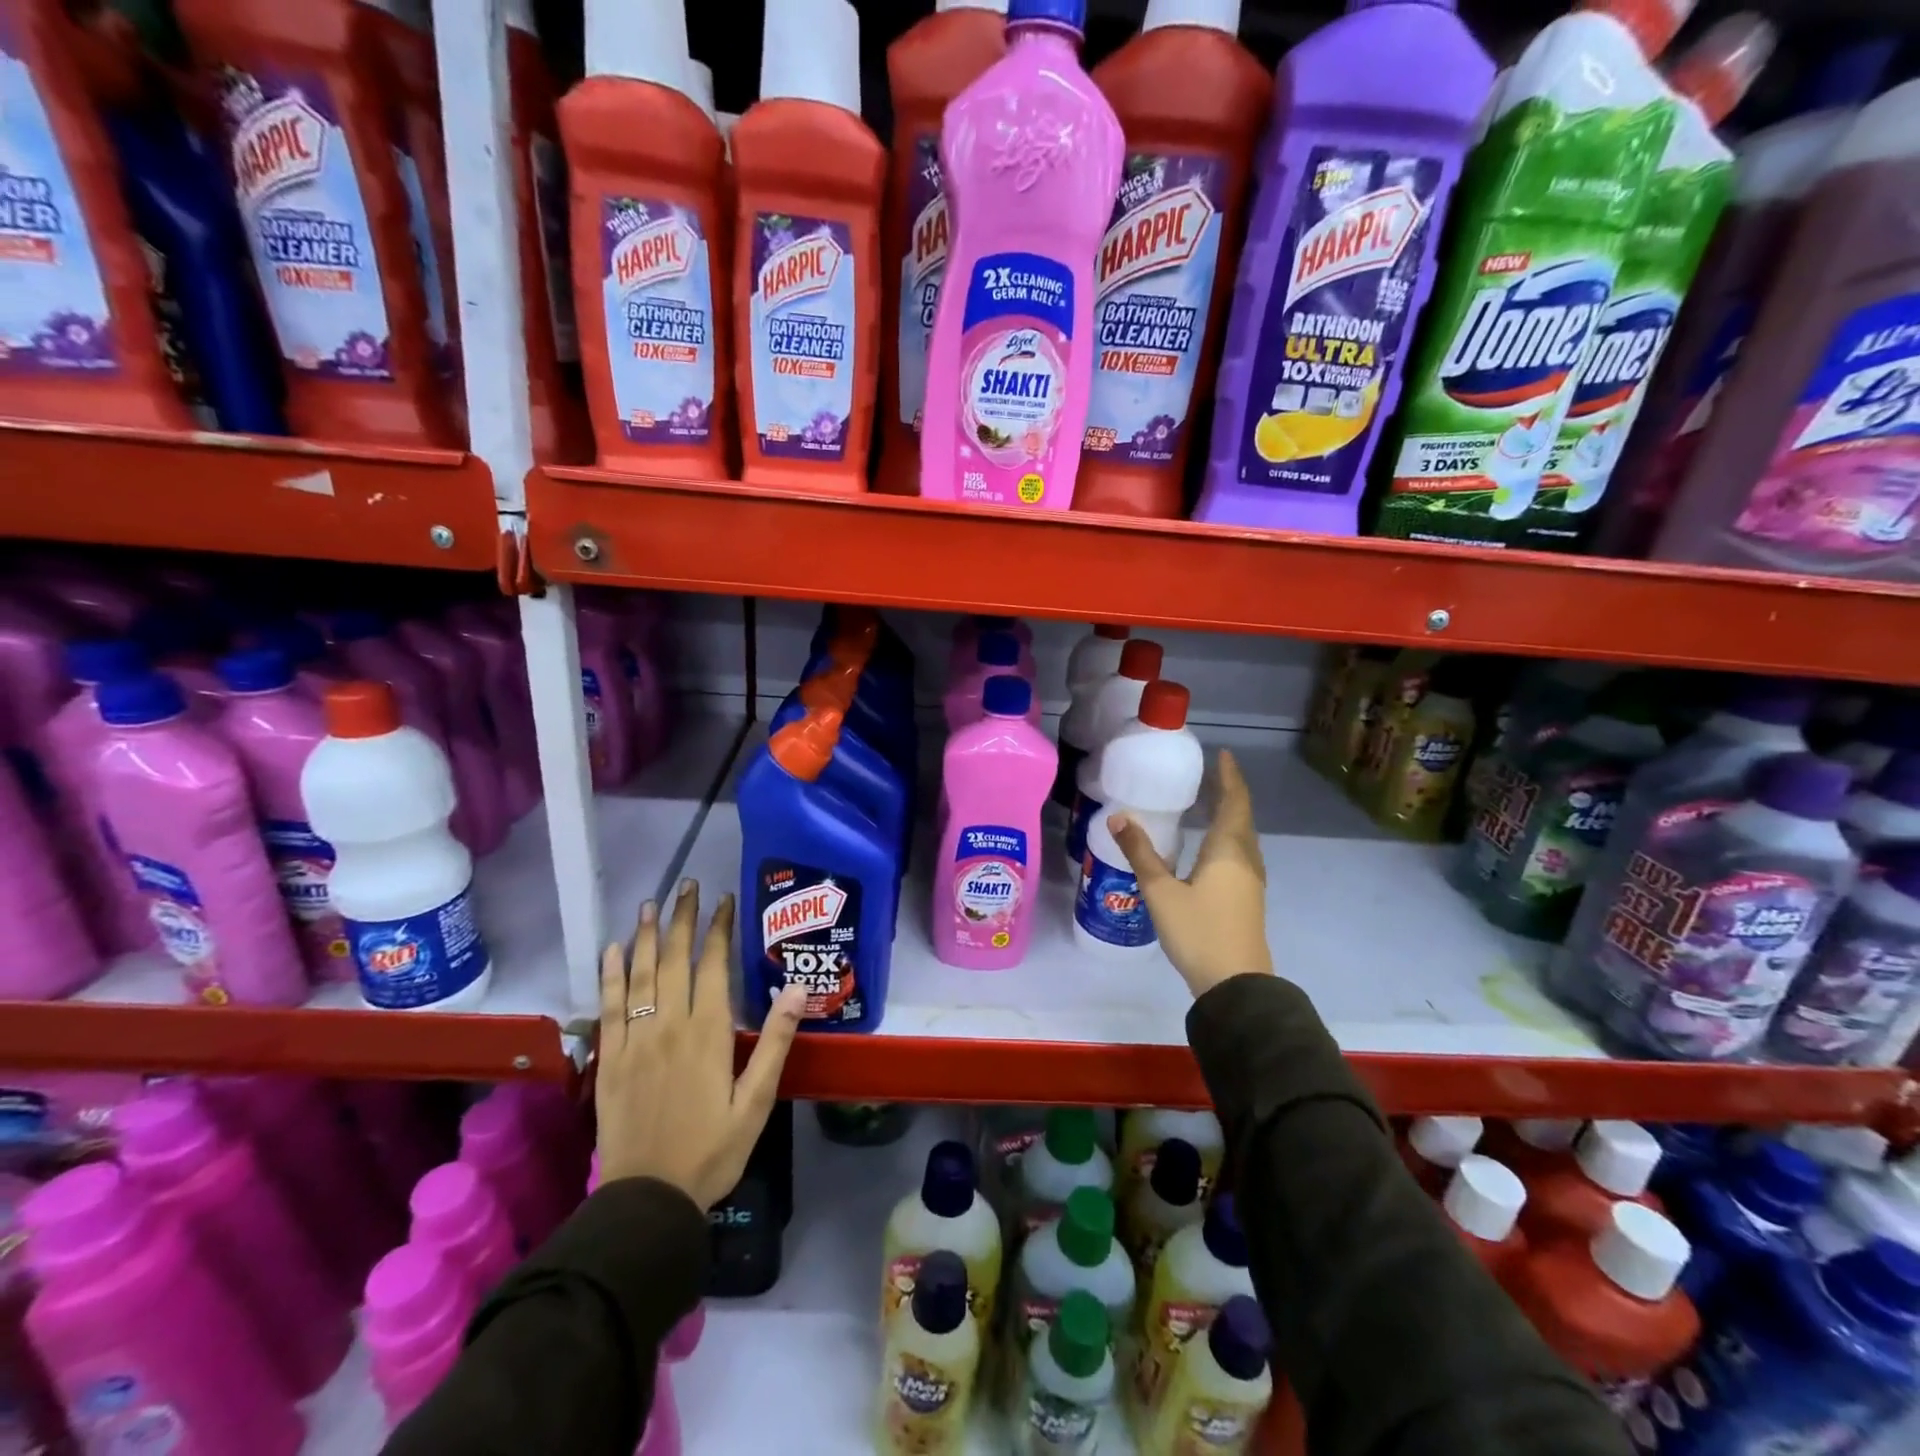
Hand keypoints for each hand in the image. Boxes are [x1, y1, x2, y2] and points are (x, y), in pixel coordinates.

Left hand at [595, 880, 805, 1207]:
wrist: (648, 1200)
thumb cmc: (712, 1151)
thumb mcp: (756, 1102)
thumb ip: (774, 1043)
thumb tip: (797, 989)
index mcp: (708, 1032)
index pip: (713, 966)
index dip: (720, 929)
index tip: (725, 900)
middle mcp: (669, 1025)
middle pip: (675, 960)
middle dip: (683, 919)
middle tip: (687, 886)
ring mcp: (634, 1041)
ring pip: (639, 975)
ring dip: (646, 936)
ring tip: (650, 904)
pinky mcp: (610, 1060)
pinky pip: (608, 1007)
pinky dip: (610, 975)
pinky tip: (612, 951)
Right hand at [1108, 749, 1271, 997]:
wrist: (1236, 985)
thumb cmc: (1198, 932)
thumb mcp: (1161, 892)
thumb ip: (1140, 854)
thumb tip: (1117, 817)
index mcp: (1228, 851)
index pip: (1234, 802)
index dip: (1229, 778)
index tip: (1224, 755)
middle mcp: (1245, 860)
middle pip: (1242, 817)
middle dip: (1229, 794)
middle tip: (1211, 775)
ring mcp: (1250, 881)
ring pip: (1243, 838)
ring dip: (1230, 816)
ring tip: (1210, 804)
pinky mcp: (1247, 899)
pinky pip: (1240, 854)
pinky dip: (1228, 838)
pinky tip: (1211, 849)